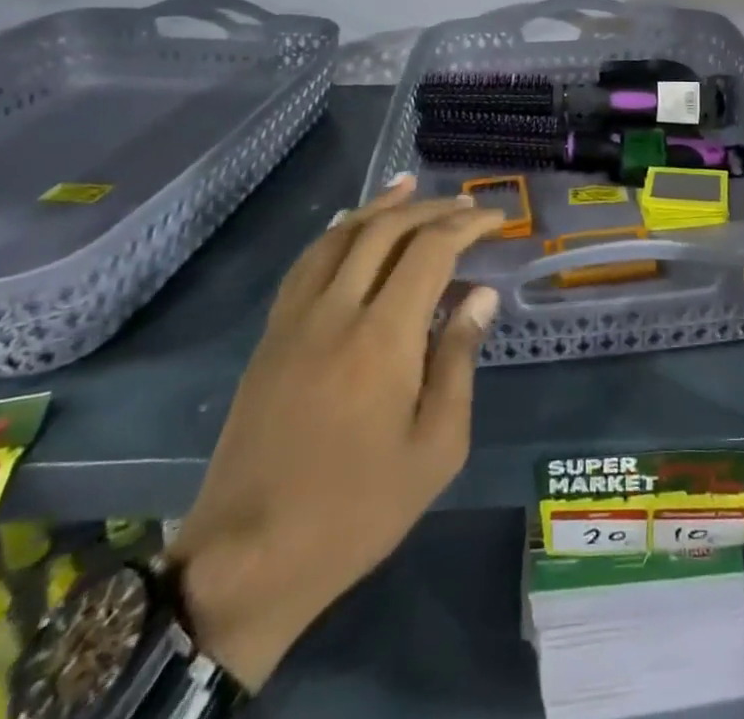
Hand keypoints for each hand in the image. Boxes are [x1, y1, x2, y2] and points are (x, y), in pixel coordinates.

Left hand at [170, 176, 504, 689]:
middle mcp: (337, 310)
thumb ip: (459, 360)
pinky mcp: (271, 336)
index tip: (496, 219)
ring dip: (380, 206)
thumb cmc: (357, 510)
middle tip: (465, 205)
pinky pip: (307, 262)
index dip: (466, 225)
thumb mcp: (435, 448)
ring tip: (410, 186)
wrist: (247, 559)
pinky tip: (351, 227)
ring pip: (340, 236)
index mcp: (383, 337)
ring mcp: (295, 319)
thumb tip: (480, 295)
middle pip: (385, 230)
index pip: (430, 250)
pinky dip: (337, 232)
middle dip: (431, 208)